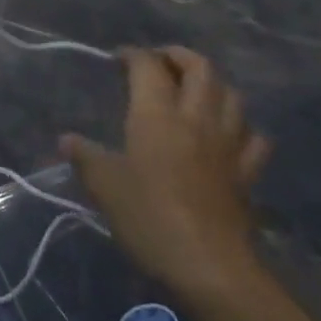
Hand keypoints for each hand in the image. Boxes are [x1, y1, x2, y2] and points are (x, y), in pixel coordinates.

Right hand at [61, 47, 270, 293]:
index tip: (117, 58)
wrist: (209, 266)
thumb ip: (85, 157)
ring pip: (231, 95)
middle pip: (200, 68)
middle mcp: (195, 118)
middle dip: (179, 56)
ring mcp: (227, 144)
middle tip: (159, 61)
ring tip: (194, 89)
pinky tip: (228, 133)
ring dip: (213, 84)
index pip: (148, 66)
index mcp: (156, 114)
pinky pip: (253, 137)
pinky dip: (241, 126)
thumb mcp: (104, 186)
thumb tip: (67, 140)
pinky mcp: (247, 173)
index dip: (133, 54)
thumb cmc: (148, 217)